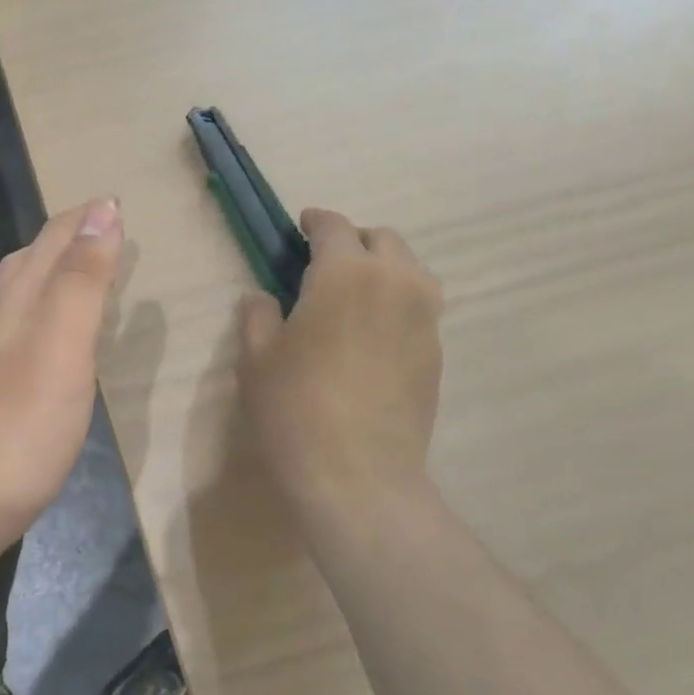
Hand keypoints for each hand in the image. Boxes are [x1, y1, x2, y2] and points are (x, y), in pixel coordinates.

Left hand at [0, 198, 124, 560]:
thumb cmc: (14, 427)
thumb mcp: (59, 348)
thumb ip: (80, 283)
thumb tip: (102, 210)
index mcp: (20, 303)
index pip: (53, 241)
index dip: (86, 218)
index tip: (120, 202)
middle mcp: (2, 323)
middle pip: (31, 263)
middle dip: (69, 237)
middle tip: (109, 230)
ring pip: (25, 299)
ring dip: (58, 275)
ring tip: (91, 274)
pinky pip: (28, 337)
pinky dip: (52, 320)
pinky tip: (61, 343)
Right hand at [237, 208, 443, 517]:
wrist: (358, 473)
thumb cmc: (295, 408)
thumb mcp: (256, 358)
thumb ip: (259, 315)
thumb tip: (265, 298)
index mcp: (346, 273)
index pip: (335, 227)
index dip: (316, 221)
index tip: (301, 226)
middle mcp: (396, 282)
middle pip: (383, 239)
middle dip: (353, 241)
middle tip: (325, 264)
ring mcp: (424, 318)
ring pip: (410, 271)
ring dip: (382, 269)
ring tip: (354, 296)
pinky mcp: (436, 351)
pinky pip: (418, 308)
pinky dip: (396, 305)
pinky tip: (371, 336)